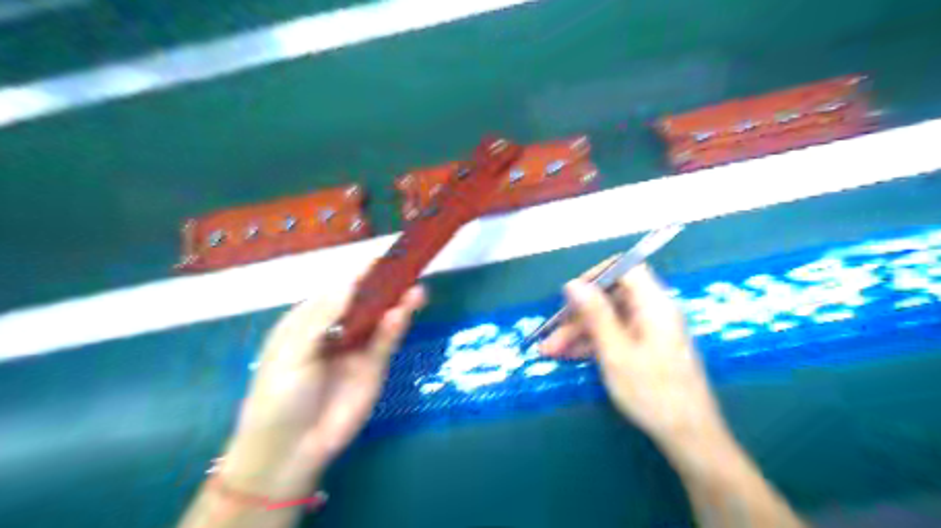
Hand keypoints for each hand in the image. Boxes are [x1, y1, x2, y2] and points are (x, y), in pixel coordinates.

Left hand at [221, 283, 426, 497]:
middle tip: (407, 269)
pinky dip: (396, 325)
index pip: (339, 288)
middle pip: (365, 300)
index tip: (382, 258)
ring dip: (398, 302)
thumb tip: (350, 281)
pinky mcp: (374, 366)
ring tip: (416, 289)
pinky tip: (404, 312)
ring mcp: (358, 347)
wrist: (291, 448)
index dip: (360, 273)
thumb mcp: (293, 350)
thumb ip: (324, 315)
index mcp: (309, 319)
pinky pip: (387, 340)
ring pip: (381, 318)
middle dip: (384, 284)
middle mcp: (337, 328)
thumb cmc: (280, 394)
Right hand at [540, 263, 720, 447]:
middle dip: (577, 316)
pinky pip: (614, 335)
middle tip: (550, 337)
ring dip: (578, 333)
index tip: (569, 296)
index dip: (595, 276)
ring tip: (550, 352)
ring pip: (607, 319)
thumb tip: (573, 284)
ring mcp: (648, 331)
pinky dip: (592, 344)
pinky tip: (568, 357)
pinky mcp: (645, 348)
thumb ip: (595, 315)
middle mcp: (652, 311)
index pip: (625, 269)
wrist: (689, 437)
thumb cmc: (653, 392)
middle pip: (610, 298)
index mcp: (653, 304)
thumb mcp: (616, 352)